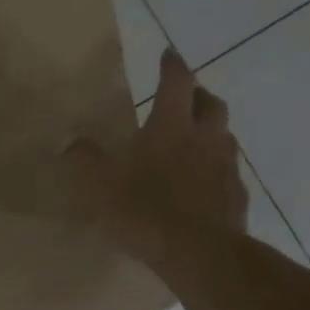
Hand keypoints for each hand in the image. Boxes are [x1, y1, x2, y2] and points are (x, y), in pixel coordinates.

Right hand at [62, 47, 246, 261]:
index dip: (172, 65)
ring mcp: (227, 167)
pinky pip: (229, 173)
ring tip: (195, 142)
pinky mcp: (238, 197)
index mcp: (172, 125)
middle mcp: (206, 137)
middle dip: (199, 94)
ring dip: (211, 132)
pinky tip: (204, 186)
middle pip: (211, 103)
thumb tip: (72, 143)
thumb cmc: (146, 210)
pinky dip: (217, 170)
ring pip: (225, 137)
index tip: (168, 54)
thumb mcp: (99, 185)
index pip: (176, 81)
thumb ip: (83, 160)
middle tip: (186, 98)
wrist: (200, 255)